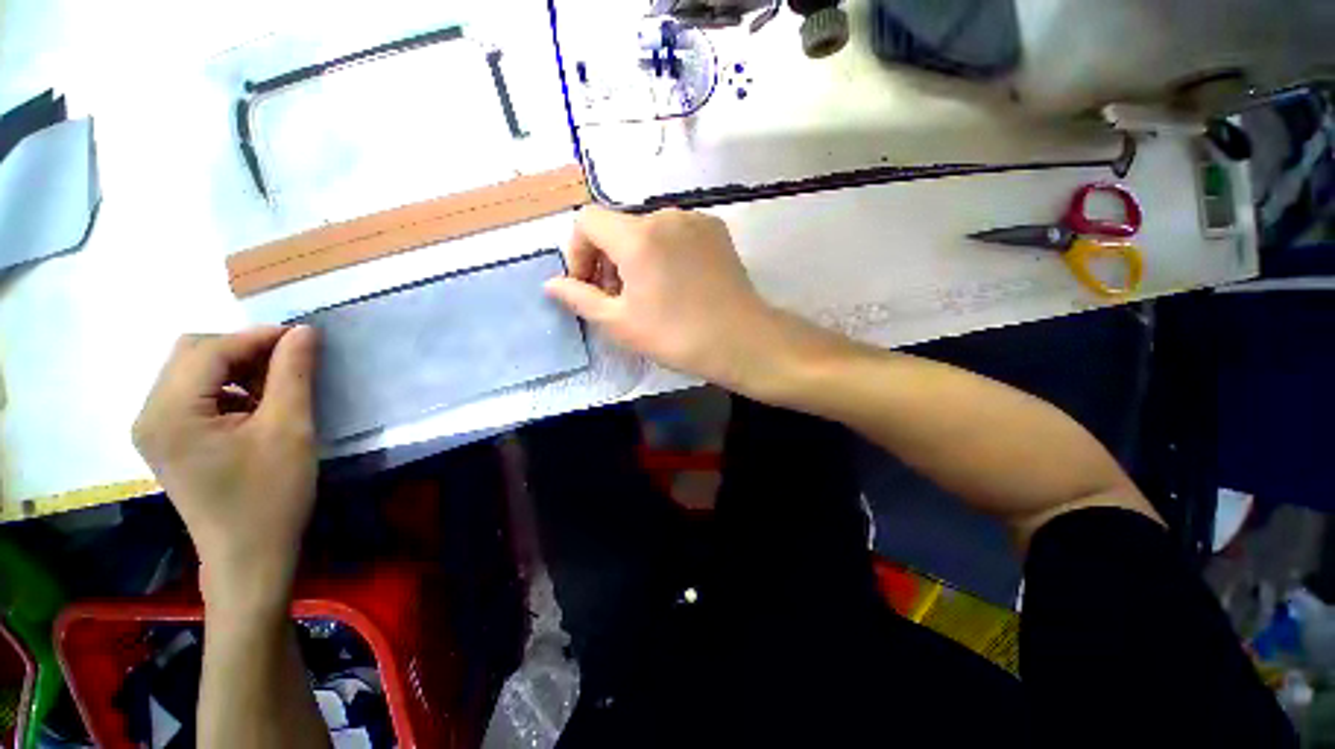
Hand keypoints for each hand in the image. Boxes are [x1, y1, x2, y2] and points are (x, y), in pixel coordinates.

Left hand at [132, 326, 318, 613]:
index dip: (258, 337)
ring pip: (192, 371)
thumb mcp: (289, 430)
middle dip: (244, 350)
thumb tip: (303, 332)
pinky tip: (254, 407)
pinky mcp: (166, 441)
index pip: (209, 350)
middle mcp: (148, 414)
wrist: (249, 556)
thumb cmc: (271, 496)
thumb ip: (293, 374)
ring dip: (236, 368)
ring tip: (277, 387)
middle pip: (192, 354)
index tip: (305, 338)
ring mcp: (153, 429)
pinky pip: (191, 394)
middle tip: (290, 363)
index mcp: (170, 413)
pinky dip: (226, 388)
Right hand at [545, 206, 780, 388]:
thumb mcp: (620, 324)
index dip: (578, 252)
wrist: (742, 340)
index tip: (589, 286)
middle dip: (607, 259)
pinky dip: (663, 252)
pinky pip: (675, 233)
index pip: (586, 221)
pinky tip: (676, 283)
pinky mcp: (716, 230)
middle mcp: (666, 215)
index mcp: (637, 236)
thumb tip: (551, 283)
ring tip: (648, 294)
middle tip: (617, 299)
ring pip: (647, 230)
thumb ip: (580, 298)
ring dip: (636, 257)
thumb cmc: (677, 336)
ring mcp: (695, 220)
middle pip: (618, 227)